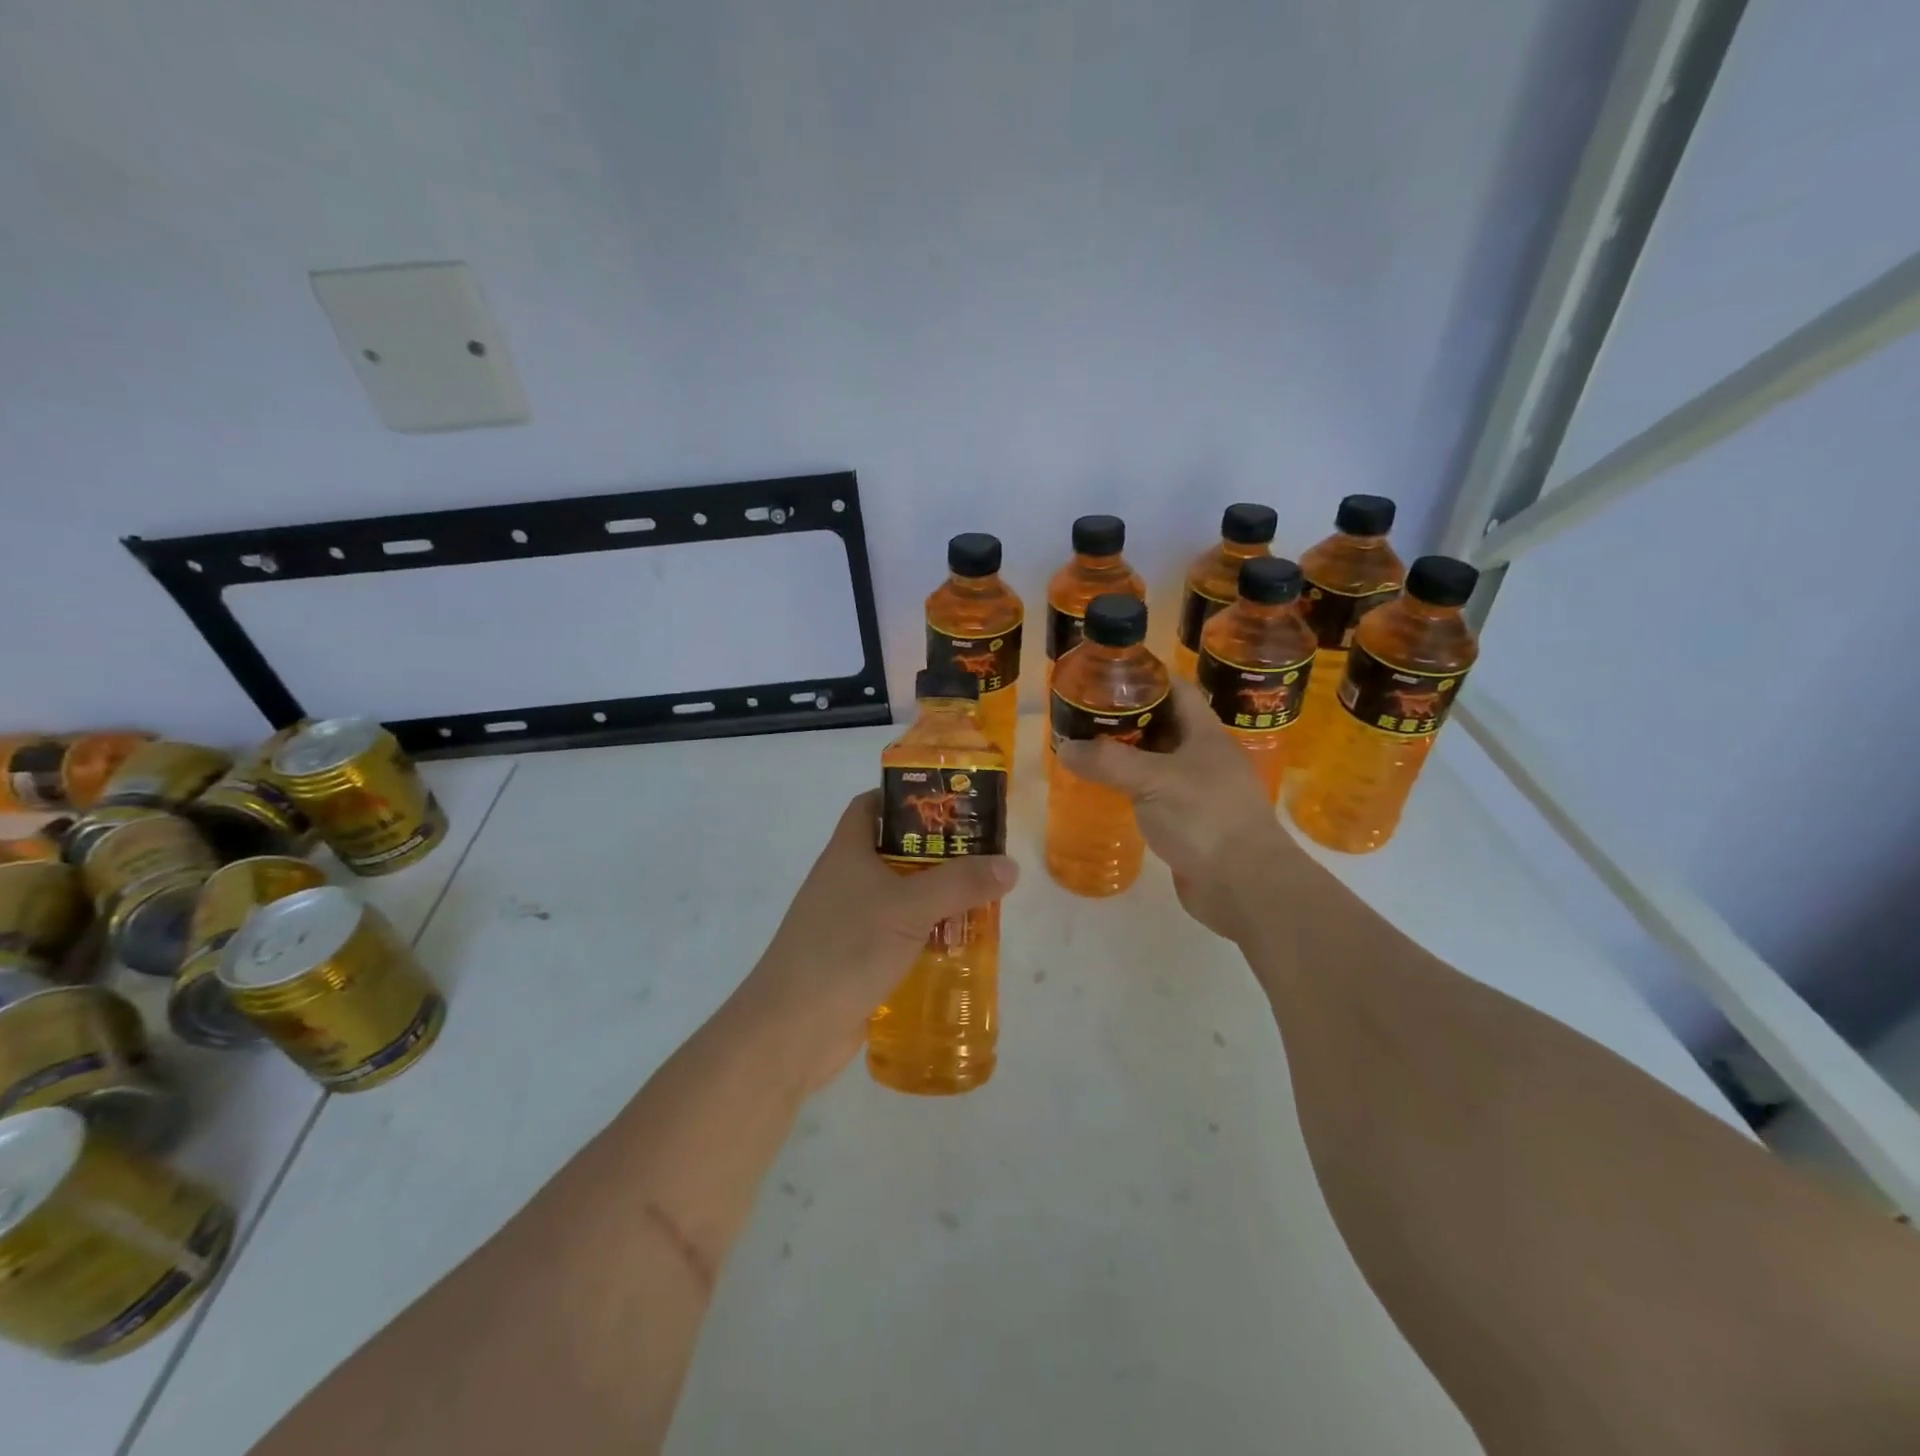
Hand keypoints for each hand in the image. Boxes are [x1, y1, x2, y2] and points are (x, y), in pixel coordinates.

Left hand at [733, 790, 1018, 1093]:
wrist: (792, 1028)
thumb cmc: (846, 948)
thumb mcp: (910, 907)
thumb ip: (961, 883)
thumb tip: (1009, 864)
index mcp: (847, 852)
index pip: (871, 805)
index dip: (905, 797)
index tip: (948, 804)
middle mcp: (845, 880)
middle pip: (893, 851)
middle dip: (935, 852)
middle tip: (981, 855)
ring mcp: (848, 921)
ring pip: (898, 896)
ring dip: (934, 898)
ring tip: (981, 900)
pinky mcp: (855, 959)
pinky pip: (896, 935)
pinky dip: (924, 936)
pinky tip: (957, 946)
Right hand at [1056, 678, 1300, 937]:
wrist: (1245, 885)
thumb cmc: (1206, 818)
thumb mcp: (1154, 781)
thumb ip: (1108, 762)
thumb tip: (1066, 748)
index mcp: (1206, 734)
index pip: (1177, 690)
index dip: (1147, 677)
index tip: (1109, 674)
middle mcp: (1205, 757)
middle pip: (1165, 724)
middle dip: (1128, 716)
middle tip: (1086, 714)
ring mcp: (1200, 791)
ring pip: (1159, 761)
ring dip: (1128, 755)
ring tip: (1088, 748)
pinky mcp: (1191, 822)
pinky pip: (1157, 794)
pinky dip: (1133, 788)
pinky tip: (1108, 791)